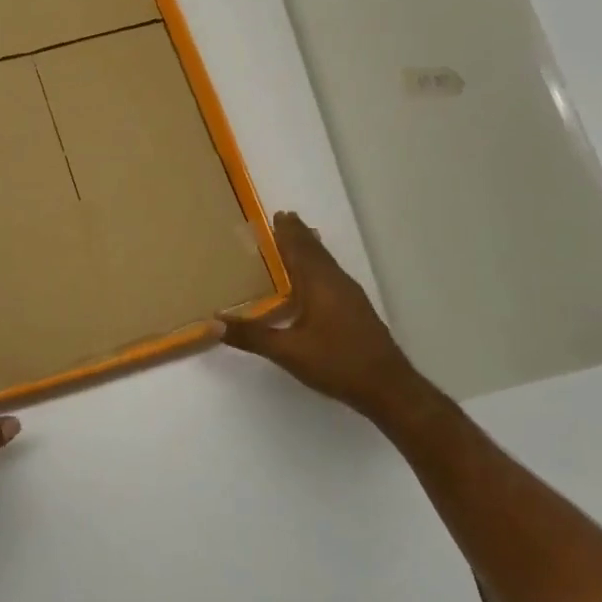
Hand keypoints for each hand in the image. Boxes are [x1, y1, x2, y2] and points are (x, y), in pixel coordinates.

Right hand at [220, 212, 429, 422]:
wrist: (387, 386)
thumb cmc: (336, 363)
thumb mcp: (288, 352)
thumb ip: (252, 336)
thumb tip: (214, 323)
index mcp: (319, 284)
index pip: (300, 250)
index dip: (287, 233)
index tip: (277, 214)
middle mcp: (336, 283)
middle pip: (315, 251)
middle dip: (299, 235)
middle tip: (285, 218)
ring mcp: (350, 296)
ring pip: (327, 263)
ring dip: (311, 249)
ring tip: (299, 239)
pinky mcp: (357, 310)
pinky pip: (333, 276)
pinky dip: (319, 266)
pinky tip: (316, 279)